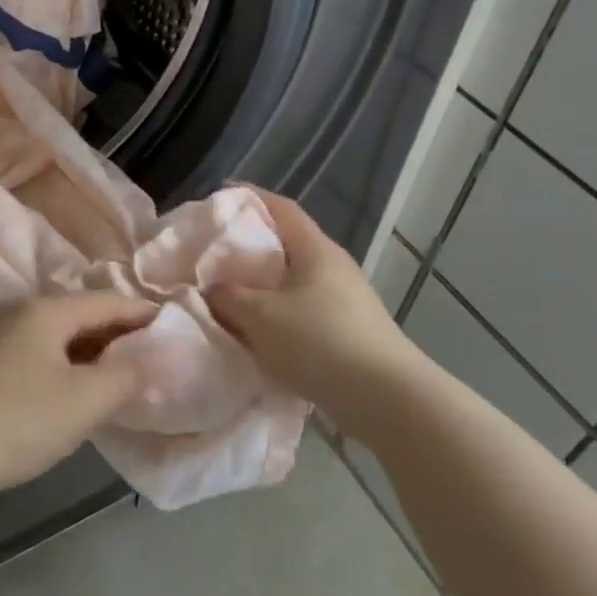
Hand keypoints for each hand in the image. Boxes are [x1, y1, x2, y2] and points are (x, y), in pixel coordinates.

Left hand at [0, 293, 157, 504]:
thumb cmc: (22, 420)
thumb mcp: (85, 401)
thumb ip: (128, 376)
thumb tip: (159, 360)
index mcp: (46, 310)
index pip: (106, 301)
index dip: (141, 313)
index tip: (173, 325)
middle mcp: (20, 311)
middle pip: (81, 313)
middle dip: (117, 332)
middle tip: (153, 351)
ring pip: (59, 334)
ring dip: (92, 349)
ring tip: (123, 370)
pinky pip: (41, 350)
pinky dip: (68, 361)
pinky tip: (80, 384)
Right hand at [204, 189, 426, 413]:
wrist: (387, 399)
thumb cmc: (320, 342)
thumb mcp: (260, 317)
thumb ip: (227, 297)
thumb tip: (210, 288)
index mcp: (315, 249)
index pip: (281, 208)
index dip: (249, 196)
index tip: (218, 196)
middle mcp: (333, 266)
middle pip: (286, 243)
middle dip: (249, 245)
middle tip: (213, 252)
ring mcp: (345, 298)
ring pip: (293, 279)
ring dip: (261, 284)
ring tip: (228, 294)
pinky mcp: (349, 329)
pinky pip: (302, 308)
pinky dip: (276, 312)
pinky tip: (258, 331)